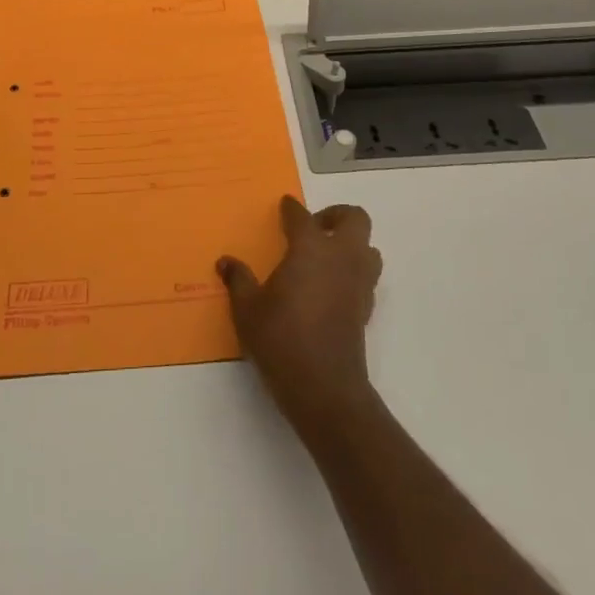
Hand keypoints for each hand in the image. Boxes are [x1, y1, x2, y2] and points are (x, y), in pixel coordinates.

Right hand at [218, 197, 382, 431]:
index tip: (284, 206)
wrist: (325, 388)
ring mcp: (358, 283)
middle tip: (313, 228)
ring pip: (368, 247)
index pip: (301, 216)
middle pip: (354, 219)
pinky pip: (366, 276)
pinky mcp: (366, 309)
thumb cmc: (281, 339)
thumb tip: (226, 262)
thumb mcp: (247, 310)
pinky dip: (352, 272)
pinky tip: (329, 288)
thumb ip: (238, 280)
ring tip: (325, 257)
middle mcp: (340, 257)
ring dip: (351, 244)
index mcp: (310, 248)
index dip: (291, 209)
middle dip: (335, 216)